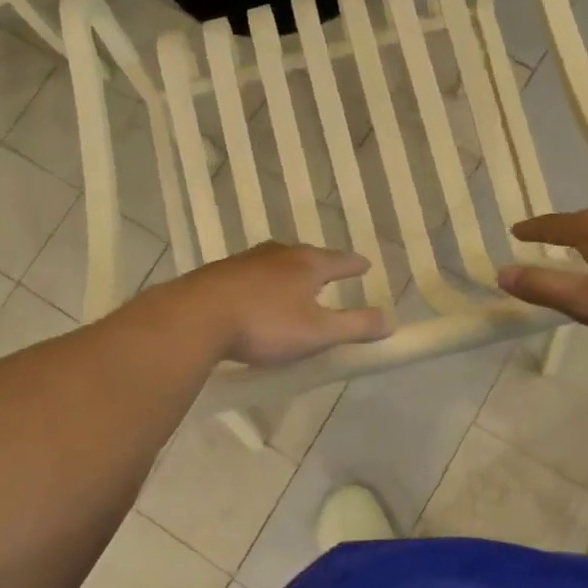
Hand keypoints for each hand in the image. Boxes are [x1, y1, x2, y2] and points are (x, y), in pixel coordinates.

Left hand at [173, 242, 393, 365]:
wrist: (197, 317)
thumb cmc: (265, 324)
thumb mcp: (317, 332)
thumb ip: (355, 326)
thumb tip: (391, 320)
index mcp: (307, 264)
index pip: (340, 261)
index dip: (354, 265)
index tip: (365, 265)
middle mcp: (278, 254)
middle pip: (306, 256)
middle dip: (320, 265)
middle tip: (329, 273)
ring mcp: (246, 261)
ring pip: (276, 262)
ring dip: (288, 272)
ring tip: (293, 284)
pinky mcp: (219, 274)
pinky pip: (250, 275)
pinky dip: (261, 282)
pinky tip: (254, 296)